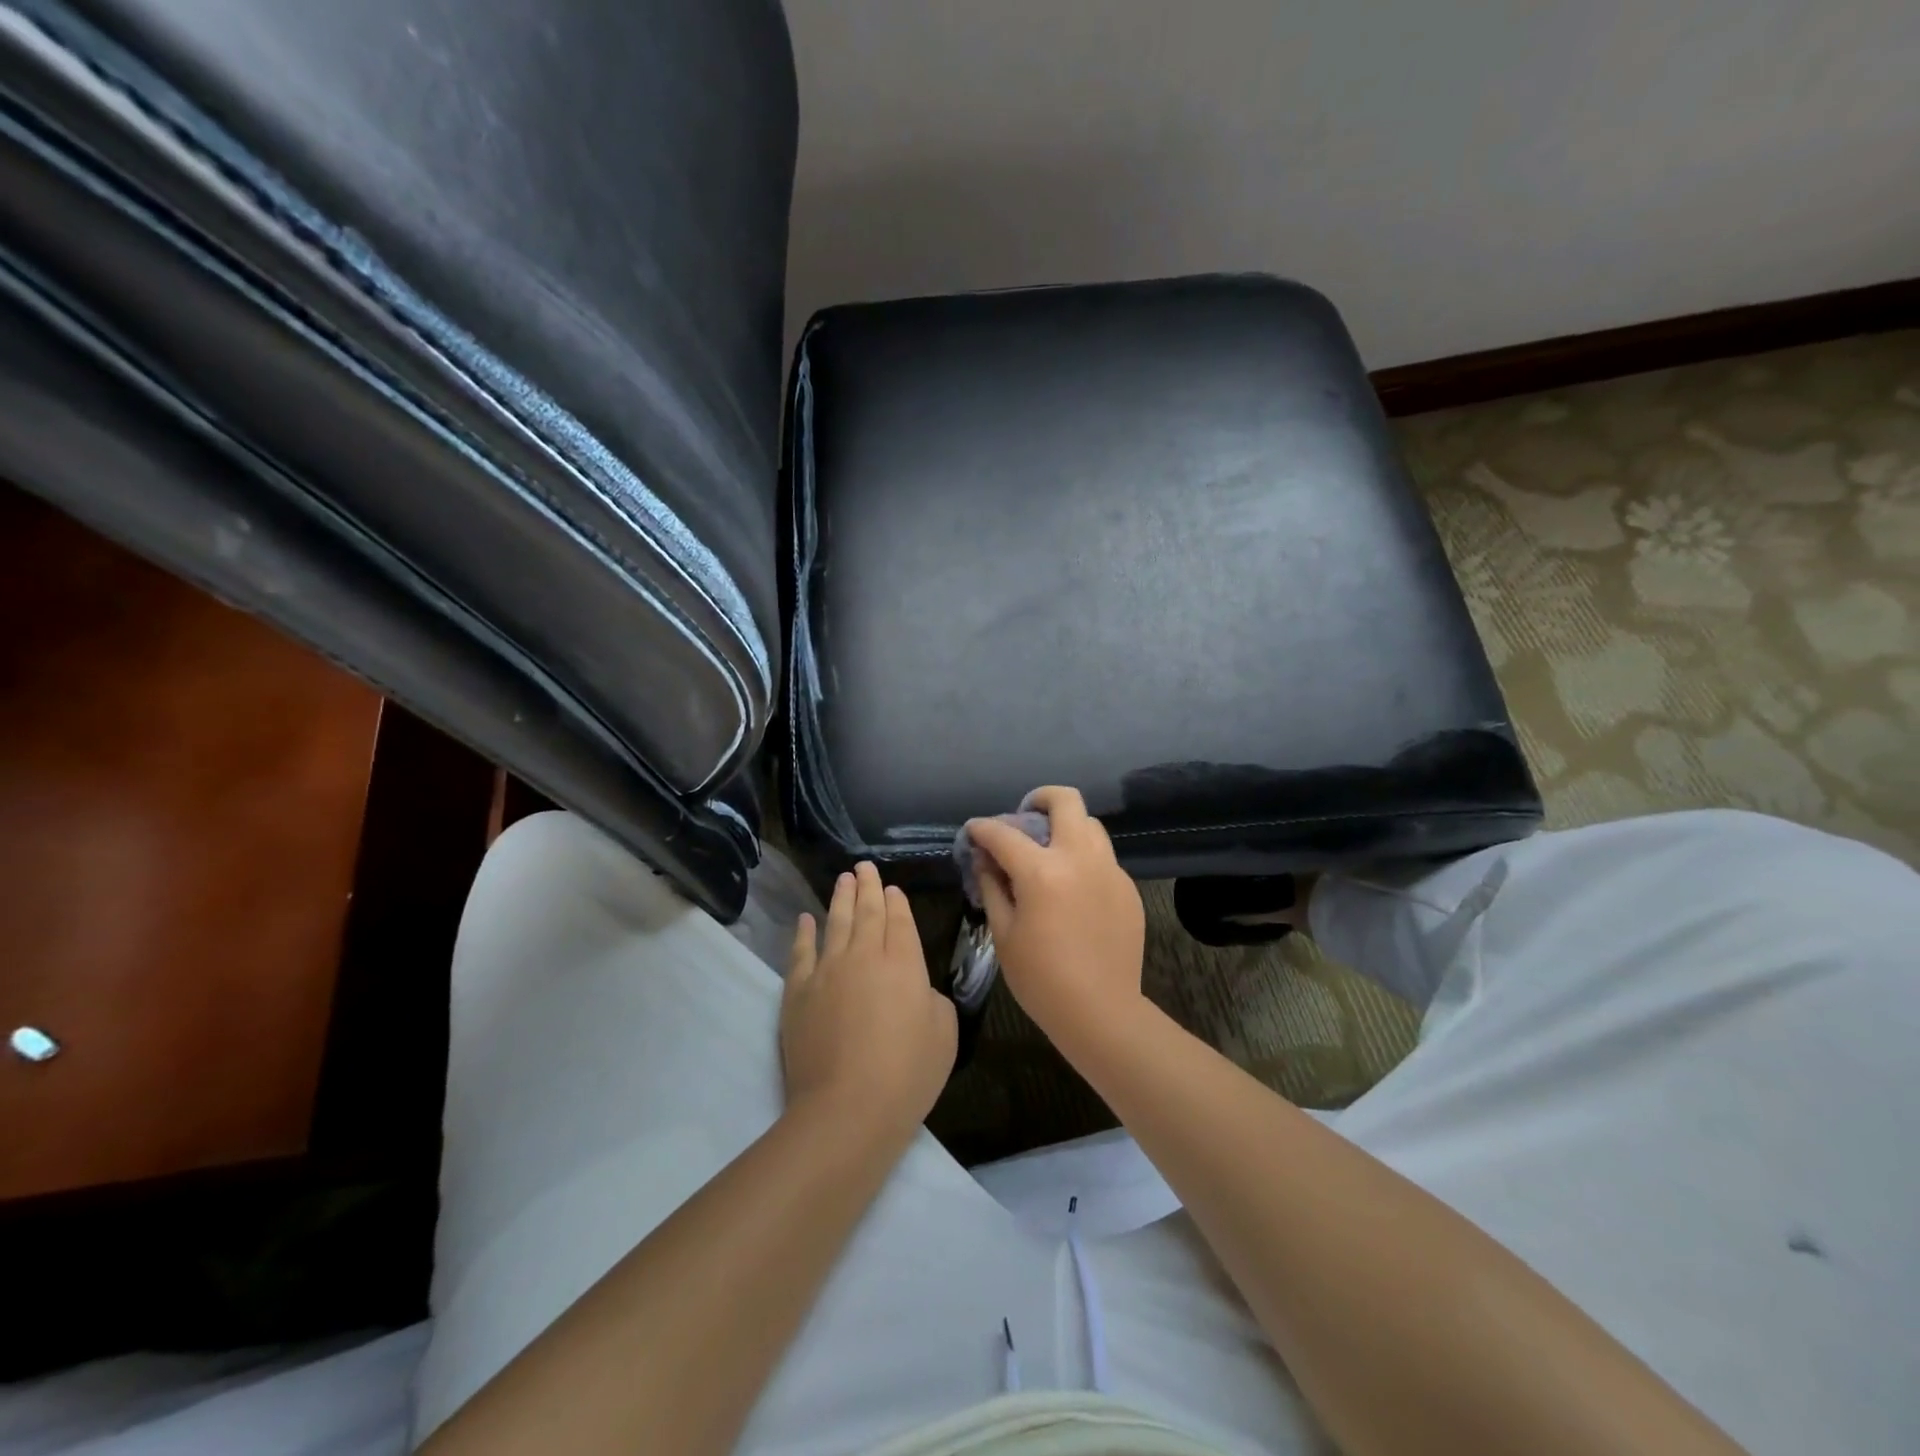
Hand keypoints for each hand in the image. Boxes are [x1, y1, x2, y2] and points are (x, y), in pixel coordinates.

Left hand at [781, 861, 956, 1135]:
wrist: (848, 1107)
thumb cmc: (907, 1073)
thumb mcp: (945, 1033)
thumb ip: (933, 1000)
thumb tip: (916, 990)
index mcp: (904, 962)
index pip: (899, 920)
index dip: (896, 901)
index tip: (891, 887)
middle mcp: (864, 955)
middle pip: (866, 912)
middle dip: (867, 887)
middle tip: (864, 867)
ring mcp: (827, 970)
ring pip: (835, 923)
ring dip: (840, 898)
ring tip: (843, 879)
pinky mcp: (798, 991)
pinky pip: (801, 952)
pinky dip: (804, 932)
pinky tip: (805, 918)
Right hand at [963, 786, 1146, 1047]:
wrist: (1101, 1012)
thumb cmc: (1041, 978)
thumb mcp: (1004, 933)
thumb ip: (993, 886)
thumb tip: (986, 860)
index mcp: (1042, 871)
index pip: (1005, 833)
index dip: (983, 828)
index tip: (974, 831)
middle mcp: (1080, 859)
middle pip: (1066, 801)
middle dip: (1040, 798)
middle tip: (1025, 816)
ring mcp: (1110, 871)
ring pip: (1090, 825)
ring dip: (1066, 826)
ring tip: (1049, 850)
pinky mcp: (1127, 888)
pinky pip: (1103, 857)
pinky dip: (1083, 858)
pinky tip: (1072, 887)